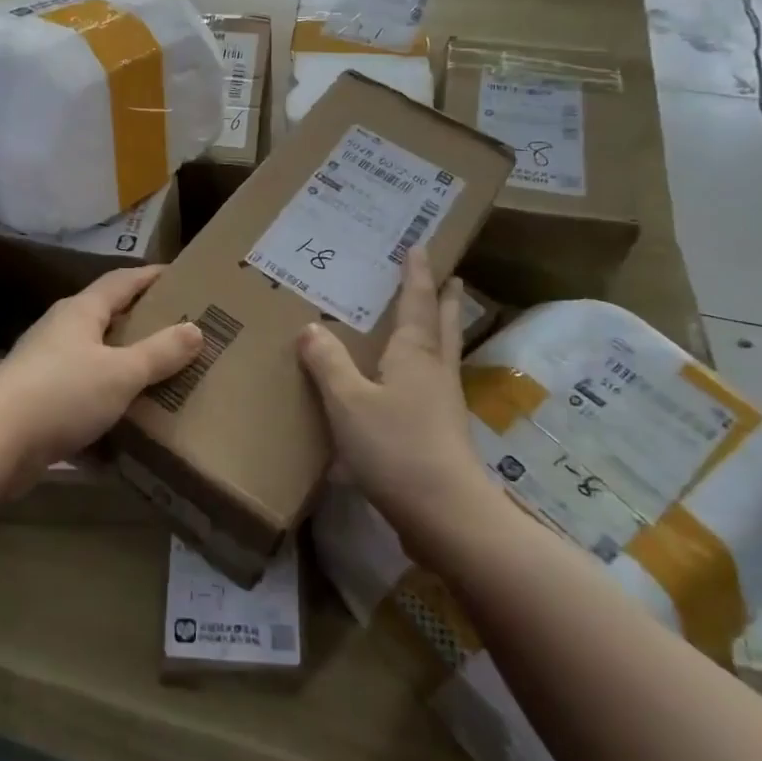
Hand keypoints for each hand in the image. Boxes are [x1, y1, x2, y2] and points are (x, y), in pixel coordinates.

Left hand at [0, 266, 201, 477]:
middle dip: (142, 325)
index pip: (122, 281)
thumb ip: (160, 353)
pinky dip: (106, 411)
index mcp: (81, 312)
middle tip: (181, 331)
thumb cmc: (62, 393)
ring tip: (163, 380)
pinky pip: (82, 401)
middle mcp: (61, 333)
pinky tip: (129, 430)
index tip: (181, 275)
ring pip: (95, 363)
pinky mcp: (38, 405)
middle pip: (107, 319)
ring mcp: (46, 369)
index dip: (151, 276)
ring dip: (124, 371)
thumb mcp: (121, 373)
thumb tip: (195, 329)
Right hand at [297, 251, 489, 533]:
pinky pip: (434, 382)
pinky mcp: (442, 432)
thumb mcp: (348, 401)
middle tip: (450, 277)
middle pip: (444, 325)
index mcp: (415, 354)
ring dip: (442, 330)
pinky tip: (413, 381)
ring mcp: (443, 403)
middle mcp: (435, 371)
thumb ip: (328, 363)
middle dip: (445, 299)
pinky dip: (427, 365)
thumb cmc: (395, 447)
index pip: (417, 302)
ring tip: (436, 318)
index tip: (421, 247)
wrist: (445, 513)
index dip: (416, 274)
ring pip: (444, 354)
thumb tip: (311, 327)